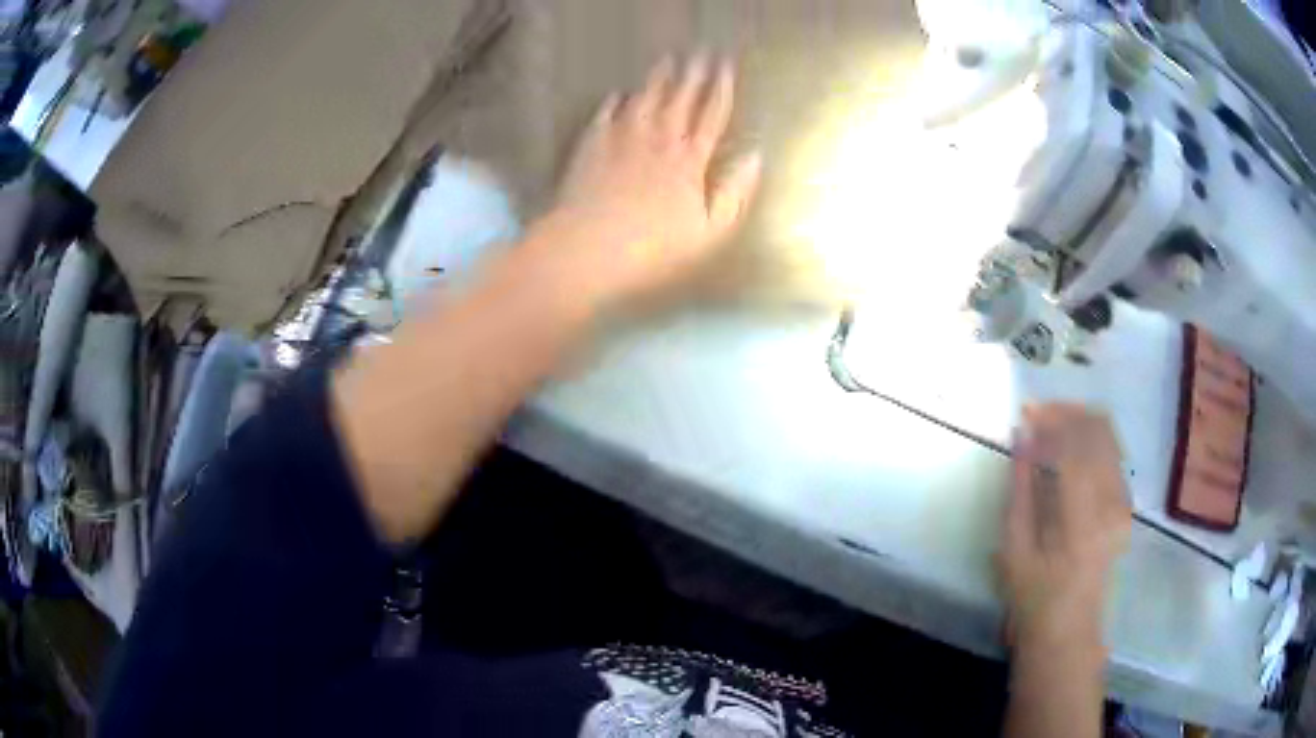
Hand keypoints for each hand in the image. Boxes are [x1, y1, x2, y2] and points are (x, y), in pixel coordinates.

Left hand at [530, 55, 762, 305]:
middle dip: (693, 74)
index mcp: (690, 159)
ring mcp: (622, 138)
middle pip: (679, 98)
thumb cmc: (654, 247)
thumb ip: (735, 192)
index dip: (721, 89)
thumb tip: (756, 157)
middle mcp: (659, 139)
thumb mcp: (709, 230)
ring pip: (645, 99)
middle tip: (700, 52)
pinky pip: (607, 113)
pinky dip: (615, 101)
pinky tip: (619, 93)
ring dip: (658, 78)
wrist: (588, 246)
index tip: (727, 67)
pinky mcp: (592, 145)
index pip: (711, 115)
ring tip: (667, 60)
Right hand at [998, 404, 1131, 649]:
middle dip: (1067, 411)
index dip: (1051, 418)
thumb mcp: (1014, 549)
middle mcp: (1111, 500)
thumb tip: (1021, 437)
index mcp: (1082, 516)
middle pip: (1099, 428)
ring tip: (1050, 426)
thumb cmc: (1033, 598)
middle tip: (1037, 414)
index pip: (1075, 442)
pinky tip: (1068, 451)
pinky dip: (1090, 440)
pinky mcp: (1125, 505)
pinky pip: (1112, 453)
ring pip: (1109, 435)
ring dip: (1080, 422)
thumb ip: (1020, 488)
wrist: (1068, 631)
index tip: (1025, 412)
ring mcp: (1123, 501)